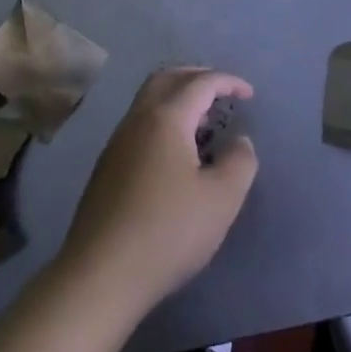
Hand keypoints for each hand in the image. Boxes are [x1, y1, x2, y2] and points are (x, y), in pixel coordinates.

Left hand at [59, 68, 257, 310]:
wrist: (101, 275)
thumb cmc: (168, 232)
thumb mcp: (221, 200)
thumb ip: (239, 162)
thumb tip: (240, 141)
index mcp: (166, 118)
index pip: (200, 83)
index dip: (228, 82)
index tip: (249, 94)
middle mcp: (137, 120)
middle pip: (167, 78)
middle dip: (197, 77)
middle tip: (222, 91)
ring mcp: (117, 142)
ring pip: (148, 100)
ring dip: (177, 98)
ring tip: (203, 120)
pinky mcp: (106, 167)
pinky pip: (139, 124)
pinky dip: (163, 119)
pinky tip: (175, 152)